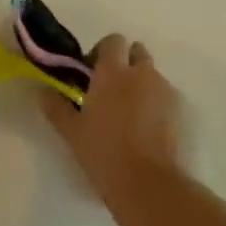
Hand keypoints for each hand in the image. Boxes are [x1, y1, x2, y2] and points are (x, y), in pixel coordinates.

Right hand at [39, 34, 184, 205]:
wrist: (149, 184)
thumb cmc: (104, 152)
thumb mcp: (71, 131)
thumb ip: (56, 107)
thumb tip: (42, 92)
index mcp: (113, 73)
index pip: (113, 41)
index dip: (102, 52)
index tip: (91, 72)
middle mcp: (142, 75)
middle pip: (138, 52)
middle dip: (126, 63)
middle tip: (110, 88)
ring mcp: (166, 92)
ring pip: (153, 76)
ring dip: (141, 84)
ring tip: (128, 113)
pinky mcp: (183, 113)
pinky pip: (166, 97)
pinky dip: (156, 103)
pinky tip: (146, 129)